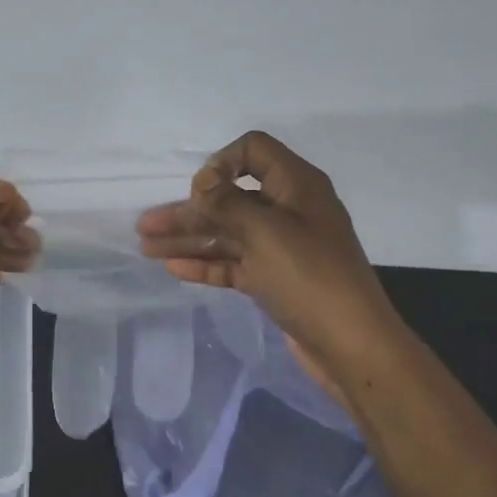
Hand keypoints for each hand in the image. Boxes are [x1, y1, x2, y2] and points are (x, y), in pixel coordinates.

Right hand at [135, 131, 398, 382]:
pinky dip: (205, 264)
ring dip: (188, 238)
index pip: (253, 151)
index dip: (220, 163)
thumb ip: (227, 203)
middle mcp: (288, 210)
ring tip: (146, 248)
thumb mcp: (265, 232)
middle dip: (188, 210)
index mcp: (296, 186)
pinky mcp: (274, 279)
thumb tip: (202, 181)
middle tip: (145, 225)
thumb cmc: (309, 277)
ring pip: (227, 234)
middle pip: (230, 199)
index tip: (197, 191)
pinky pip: (234, 263)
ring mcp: (282, 247)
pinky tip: (174, 268)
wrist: (350, 344)